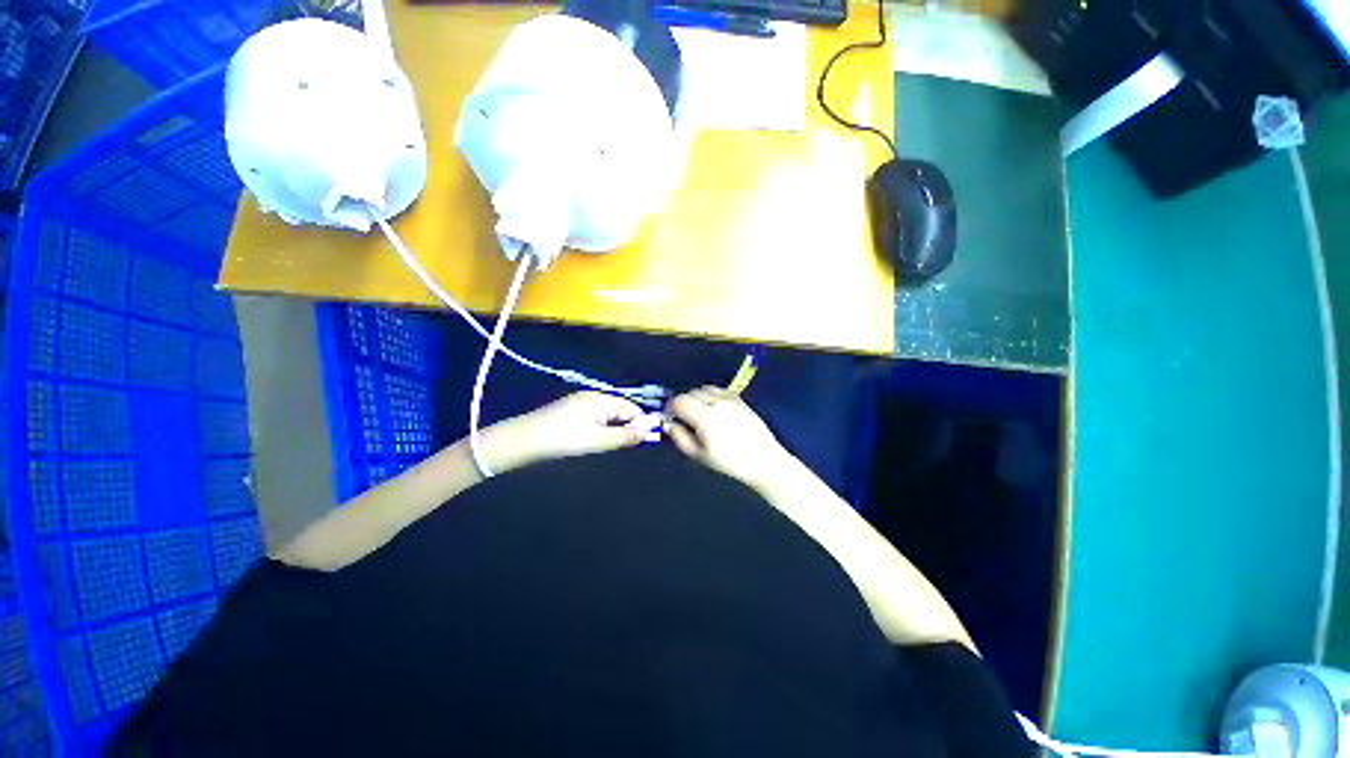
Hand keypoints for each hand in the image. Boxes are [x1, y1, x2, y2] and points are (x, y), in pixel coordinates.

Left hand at [484, 392, 647, 473]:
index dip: (641, 422)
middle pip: (621, 408)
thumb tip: (646, 432)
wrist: (526, 438)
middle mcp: (595, 395)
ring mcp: (582, 399)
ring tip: (607, 443)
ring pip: (608, 412)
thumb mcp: (598, 440)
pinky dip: (601, 424)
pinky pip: (596, 413)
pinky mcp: (572, 407)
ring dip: (614, 426)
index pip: (632, 407)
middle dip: (627, 425)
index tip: (642, 440)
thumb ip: (625, 436)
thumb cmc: (565, 438)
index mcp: (603, 400)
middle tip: (623, 444)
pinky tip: (593, 437)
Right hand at [666, 387, 793, 490]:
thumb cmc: (728, 461)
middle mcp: (716, 403)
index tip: (670, 416)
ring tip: (699, 413)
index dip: (671, 407)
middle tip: (683, 417)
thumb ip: (680, 437)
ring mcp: (729, 399)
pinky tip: (714, 409)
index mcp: (704, 416)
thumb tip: (668, 424)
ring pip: (705, 389)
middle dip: (684, 402)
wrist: (762, 459)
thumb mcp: (699, 455)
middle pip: (692, 392)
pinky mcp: (739, 400)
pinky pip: (719, 390)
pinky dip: (711, 395)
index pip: (680, 401)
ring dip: (697, 397)